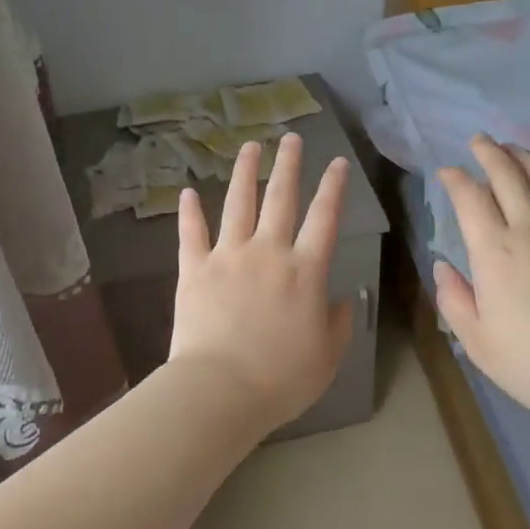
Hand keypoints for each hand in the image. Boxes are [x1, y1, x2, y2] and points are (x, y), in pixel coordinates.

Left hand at [168, 133, 354, 436]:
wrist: (220, 390)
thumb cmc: (281, 378)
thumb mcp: (327, 357)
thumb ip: (338, 323)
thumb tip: (342, 300)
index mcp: (305, 271)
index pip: (325, 218)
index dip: (334, 188)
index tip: (338, 163)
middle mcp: (268, 252)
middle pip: (280, 198)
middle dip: (288, 165)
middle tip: (291, 138)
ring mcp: (228, 257)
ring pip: (237, 204)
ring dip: (244, 173)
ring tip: (250, 147)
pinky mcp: (194, 270)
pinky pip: (192, 234)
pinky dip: (189, 212)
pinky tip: (187, 192)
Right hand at [433, 135, 529, 433]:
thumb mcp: (478, 343)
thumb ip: (454, 300)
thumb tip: (442, 265)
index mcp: (494, 253)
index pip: (469, 199)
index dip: (455, 179)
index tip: (447, 172)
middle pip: (507, 175)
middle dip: (489, 153)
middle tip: (479, 141)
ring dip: (526, 158)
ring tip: (514, 148)